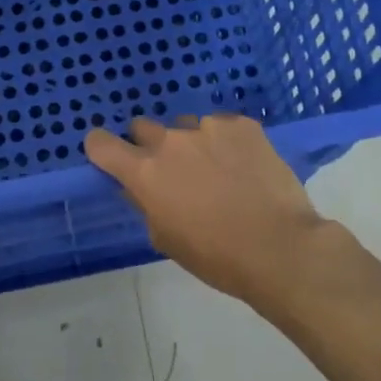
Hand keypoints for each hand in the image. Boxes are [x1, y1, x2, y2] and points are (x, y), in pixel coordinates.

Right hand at [85, 115, 325, 306]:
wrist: (280, 247)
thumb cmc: (216, 256)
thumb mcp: (166, 239)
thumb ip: (145, 204)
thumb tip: (139, 187)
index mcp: (145, 173)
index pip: (101, 144)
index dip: (101, 149)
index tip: (111, 159)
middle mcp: (170, 142)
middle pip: (142, 127)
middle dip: (149, 146)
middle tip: (172, 172)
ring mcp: (208, 127)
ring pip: (186, 126)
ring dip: (191, 144)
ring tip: (218, 171)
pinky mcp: (242, 125)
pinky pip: (221, 126)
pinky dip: (225, 142)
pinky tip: (244, 167)